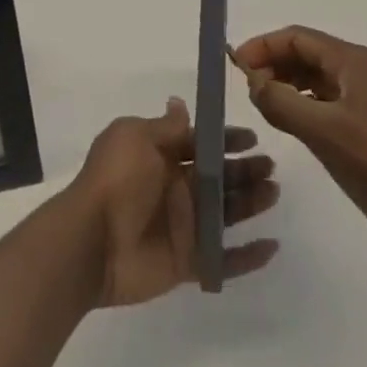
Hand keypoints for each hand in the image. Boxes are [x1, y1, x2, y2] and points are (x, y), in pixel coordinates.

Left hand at [68, 98, 280, 306]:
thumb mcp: (136, 138)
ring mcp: (182, 226)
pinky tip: (271, 247)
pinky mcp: (188, 262)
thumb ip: (165, 126)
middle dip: (245, 170)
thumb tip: (179, 103)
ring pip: (226, 213)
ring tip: (273, 193)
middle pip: (218, 177)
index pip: (200, 143)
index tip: (252, 138)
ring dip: (251, 203)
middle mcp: (174, 188)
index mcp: (161, 156)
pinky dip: (247, 257)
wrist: (93, 240)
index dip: (226, 140)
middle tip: (270, 167)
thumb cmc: (116, 180)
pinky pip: (223, 260)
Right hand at [235, 26, 366, 239]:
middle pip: (305, 52)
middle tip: (247, 90)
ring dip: (286, 83)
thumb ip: (281, 102)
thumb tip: (252, 81)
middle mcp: (360, 67)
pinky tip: (293, 122)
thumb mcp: (323, 131)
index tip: (235, 67)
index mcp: (351, 60)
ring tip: (264, 105)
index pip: (296, 37)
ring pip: (315, 76)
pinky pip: (328, 97)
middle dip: (272, 64)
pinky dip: (304, 102)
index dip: (262, 46)